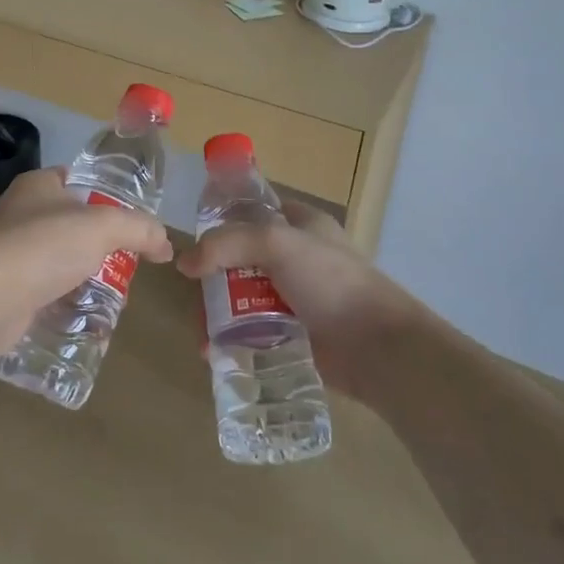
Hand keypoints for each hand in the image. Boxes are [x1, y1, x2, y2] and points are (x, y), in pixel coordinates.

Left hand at [0, 167, 173, 367]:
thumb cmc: (45, 247)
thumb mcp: (105, 227)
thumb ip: (140, 230)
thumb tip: (165, 246)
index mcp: (36, 186)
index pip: (72, 179)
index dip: (101, 194)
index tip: (127, 218)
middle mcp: (19, 213)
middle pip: (70, 223)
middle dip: (99, 244)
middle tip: (127, 264)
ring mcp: (10, 252)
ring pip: (58, 259)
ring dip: (84, 276)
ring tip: (113, 296)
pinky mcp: (7, 289)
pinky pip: (46, 291)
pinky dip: (66, 302)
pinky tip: (87, 319)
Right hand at [175, 202, 423, 401]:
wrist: (379, 349)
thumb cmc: (331, 283)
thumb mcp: (277, 244)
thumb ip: (227, 244)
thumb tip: (184, 263)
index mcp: (301, 223)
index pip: (254, 210)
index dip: (222, 220)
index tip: (194, 241)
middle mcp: (297, 257)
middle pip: (241, 258)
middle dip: (213, 278)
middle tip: (196, 298)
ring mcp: (296, 297)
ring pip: (244, 297)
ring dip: (219, 314)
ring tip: (204, 336)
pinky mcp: (295, 334)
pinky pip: (254, 331)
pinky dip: (234, 339)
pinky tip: (217, 352)